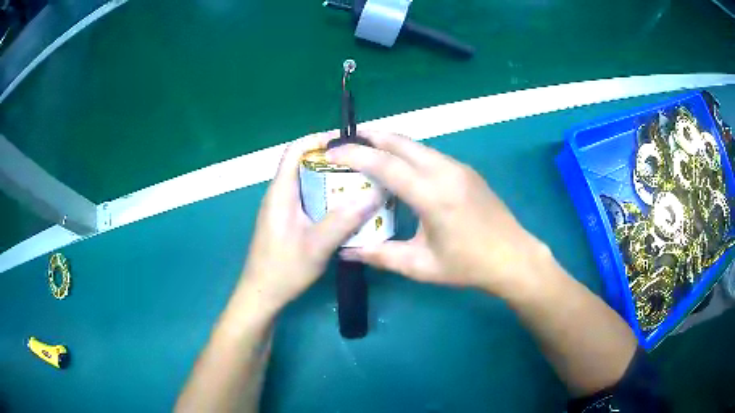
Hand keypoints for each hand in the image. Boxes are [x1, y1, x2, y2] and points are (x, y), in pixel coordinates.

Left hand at [241, 132, 381, 310]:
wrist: (262, 296)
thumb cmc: (283, 270)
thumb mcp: (317, 246)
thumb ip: (344, 220)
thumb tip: (375, 194)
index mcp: (281, 192)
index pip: (294, 150)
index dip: (317, 139)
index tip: (346, 142)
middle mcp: (280, 195)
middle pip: (304, 164)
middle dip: (332, 161)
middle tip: (363, 166)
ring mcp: (282, 210)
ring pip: (308, 184)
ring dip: (331, 181)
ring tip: (360, 185)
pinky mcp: (287, 223)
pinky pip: (309, 201)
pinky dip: (327, 199)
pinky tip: (346, 212)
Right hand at [328, 131, 550, 294]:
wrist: (513, 257)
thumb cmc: (468, 266)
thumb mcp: (421, 266)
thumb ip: (381, 256)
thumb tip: (347, 252)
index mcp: (432, 195)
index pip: (385, 164)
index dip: (355, 155)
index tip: (332, 152)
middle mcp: (445, 172)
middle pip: (400, 142)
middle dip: (370, 137)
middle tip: (345, 140)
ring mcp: (458, 167)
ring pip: (416, 145)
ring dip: (389, 143)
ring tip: (367, 150)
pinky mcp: (466, 170)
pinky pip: (430, 154)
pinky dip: (407, 153)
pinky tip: (399, 166)